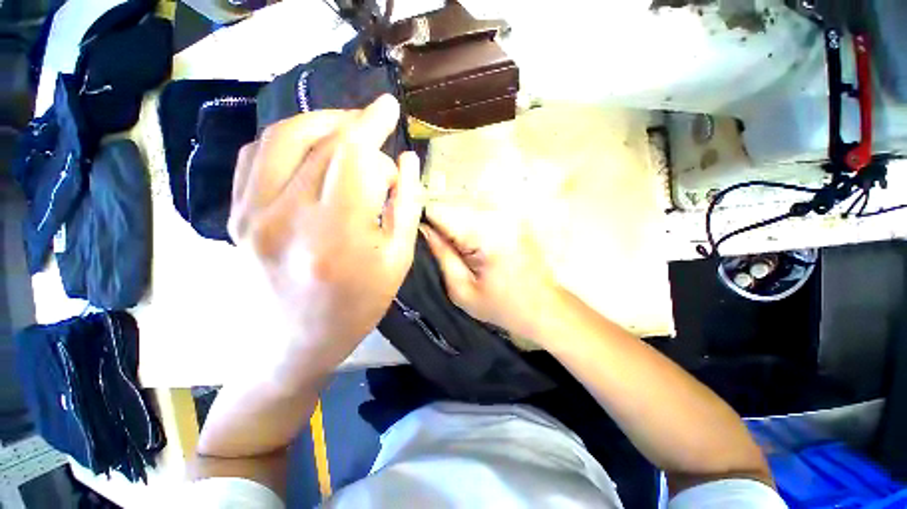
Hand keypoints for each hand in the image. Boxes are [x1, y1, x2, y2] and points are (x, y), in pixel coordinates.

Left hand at [229, 95, 421, 370]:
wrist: (296, 341)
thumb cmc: (359, 305)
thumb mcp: (398, 259)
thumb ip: (406, 205)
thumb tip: (406, 160)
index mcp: (338, 232)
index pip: (355, 155)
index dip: (374, 124)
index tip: (390, 109)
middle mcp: (287, 215)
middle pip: (325, 143)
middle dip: (358, 129)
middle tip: (377, 131)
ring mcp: (252, 212)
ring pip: (283, 137)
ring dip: (320, 123)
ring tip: (346, 129)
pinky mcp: (237, 215)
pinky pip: (257, 155)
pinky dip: (287, 138)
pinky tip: (311, 147)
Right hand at [421, 204, 560, 339]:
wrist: (544, 306)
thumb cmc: (502, 306)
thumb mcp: (462, 290)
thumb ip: (441, 254)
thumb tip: (421, 229)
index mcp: (486, 234)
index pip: (440, 211)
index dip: (423, 220)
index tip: (416, 234)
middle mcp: (499, 215)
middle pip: (453, 205)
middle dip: (440, 222)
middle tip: (438, 247)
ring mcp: (509, 212)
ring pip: (465, 206)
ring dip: (454, 222)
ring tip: (457, 248)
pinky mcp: (513, 216)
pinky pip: (479, 211)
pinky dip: (469, 223)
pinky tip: (472, 243)